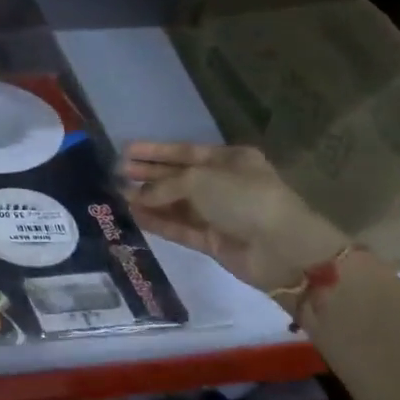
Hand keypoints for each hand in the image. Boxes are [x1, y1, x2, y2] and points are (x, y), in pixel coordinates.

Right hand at [121, 142, 347, 296]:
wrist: (283, 249)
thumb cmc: (243, 198)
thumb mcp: (200, 179)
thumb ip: (164, 185)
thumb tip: (136, 195)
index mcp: (229, 160)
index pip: (185, 151)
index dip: (155, 151)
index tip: (126, 150)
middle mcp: (224, 184)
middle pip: (179, 177)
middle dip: (148, 174)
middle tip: (117, 173)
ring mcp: (219, 214)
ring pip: (177, 204)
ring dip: (150, 200)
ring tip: (118, 195)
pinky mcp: (214, 241)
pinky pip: (181, 228)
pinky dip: (159, 222)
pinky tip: (135, 216)